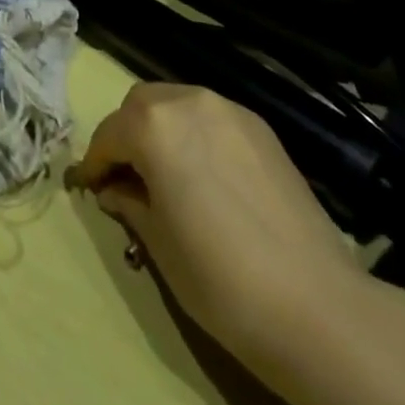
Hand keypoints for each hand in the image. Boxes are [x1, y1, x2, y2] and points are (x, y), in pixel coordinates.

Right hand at [70, 84, 360, 362]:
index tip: (91, 187)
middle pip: (142, 104)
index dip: (95, 162)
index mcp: (154, 125)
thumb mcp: (157, 244)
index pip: (109, 133)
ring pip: (178, 103)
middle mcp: (188, 100)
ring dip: (162, 129)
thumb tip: (115, 189)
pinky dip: (196, 134)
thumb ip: (129, 202)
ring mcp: (229, 109)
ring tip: (169, 174)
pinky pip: (212, 117)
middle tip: (128, 177)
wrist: (314, 304)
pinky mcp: (261, 127)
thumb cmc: (219, 277)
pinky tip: (207, 175)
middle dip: (128, 134)